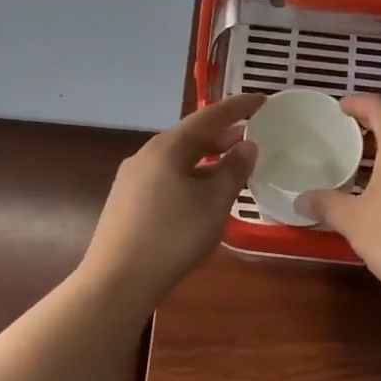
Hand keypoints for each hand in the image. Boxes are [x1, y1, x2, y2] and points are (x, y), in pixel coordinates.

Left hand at [81, 93, 262, 309]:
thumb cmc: (174, 236)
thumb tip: (246, 145)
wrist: (118, 280)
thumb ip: (234, 170)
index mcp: (167, 148)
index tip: (262, 100)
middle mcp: (145, 155)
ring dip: (205, 158)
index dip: (238, 107)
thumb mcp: (214, 203)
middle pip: (189, 137)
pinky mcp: (126, 202)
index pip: (209, 117)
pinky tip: (199, 194)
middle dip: (221, 135)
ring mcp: (131, 179)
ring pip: (176, 159)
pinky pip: (165, 177)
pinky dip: (189, 176)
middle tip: (249, 135)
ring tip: (229, 165)